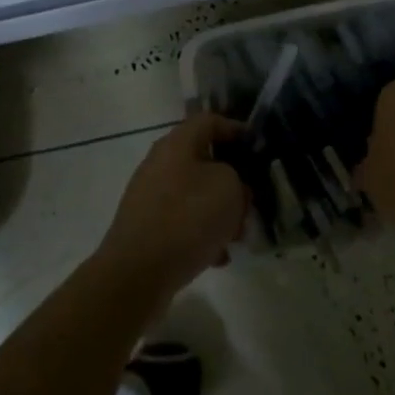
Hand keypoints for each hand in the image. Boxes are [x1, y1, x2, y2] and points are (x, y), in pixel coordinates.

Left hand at [96, 112, 247, 307]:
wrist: (137, 273)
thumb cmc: (188, 219)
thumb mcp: (230, 188)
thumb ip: (238, 176)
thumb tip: (229, 184)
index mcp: (177, 143)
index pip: (210, 121)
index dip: (236, 129)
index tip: (258, 148)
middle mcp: (160, 163)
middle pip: (204, 161)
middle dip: (232, 182)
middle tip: (250, 203)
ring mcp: (150, 196)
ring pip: (195, 194)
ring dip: (219, 212)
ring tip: (236, 237)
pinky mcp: (147, 227)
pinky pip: (183, 222)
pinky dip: (201, 234)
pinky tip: (216, 257)